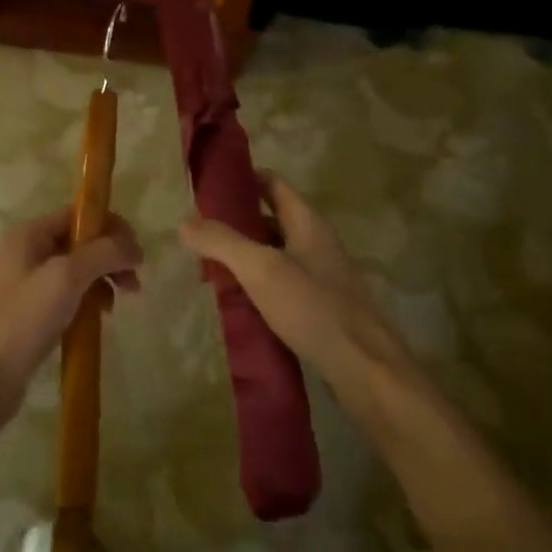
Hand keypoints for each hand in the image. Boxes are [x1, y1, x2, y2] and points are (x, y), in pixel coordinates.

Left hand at [0, 208, 141, 416]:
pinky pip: (67, 297)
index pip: (78, 215)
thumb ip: (103, 253)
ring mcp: (27, 284)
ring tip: (115, 307)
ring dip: (101, 281)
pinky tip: (97, 320)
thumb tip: (135, 246)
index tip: (136, 253)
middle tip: (133, 284)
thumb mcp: (66, 277)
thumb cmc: (23, 319)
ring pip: (76, 271)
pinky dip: (86, 302)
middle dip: (110, 258)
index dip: (110, 227)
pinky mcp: (30, 314)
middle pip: (80, 242)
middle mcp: (26, 252)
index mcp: (30, 234)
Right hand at [179, 174, 412, 402]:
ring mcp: (321, 276)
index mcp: (307, 222)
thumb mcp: (261, 270)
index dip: (241, 180)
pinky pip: (282, 286)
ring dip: (244, 259)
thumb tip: (184, 222)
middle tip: (199, 236)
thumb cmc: (314, 308)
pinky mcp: (320, 308)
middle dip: (235, 225)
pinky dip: (258, 288)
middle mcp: (316, 242)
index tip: (207, 189)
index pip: (271, 183)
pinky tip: (237, 305)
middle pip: (270, 219)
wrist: (367, 372)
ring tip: (209, 272)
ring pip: (274, 255)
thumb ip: (222, 242)